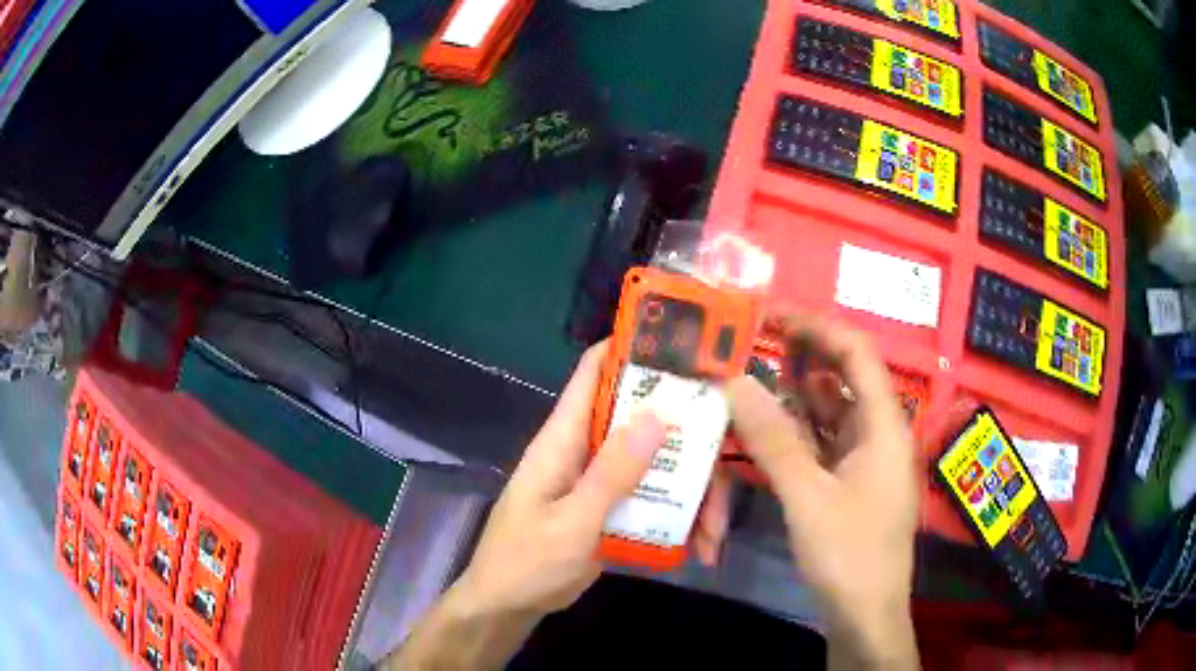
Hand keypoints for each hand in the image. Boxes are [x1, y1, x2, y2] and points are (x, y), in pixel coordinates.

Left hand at [457, 341, 733, 616]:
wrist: (508, 607)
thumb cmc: (525, 562)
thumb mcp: (570, 522)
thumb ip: (611, 472)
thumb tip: (657, 413)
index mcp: (564, 438)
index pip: (594, 370)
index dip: (634, 346)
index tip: (689, 344)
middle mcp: (586, 450)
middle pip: (643, 420)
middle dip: (688, 436)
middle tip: (731, 455)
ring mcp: (602, 481)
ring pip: (658, 464)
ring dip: (692, 490)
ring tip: (714, 532)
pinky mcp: (613, 509)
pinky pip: (655, 498)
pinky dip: (680, 517)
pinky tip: (700, 545)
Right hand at [727, 313, 918, 667]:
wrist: (865, 615)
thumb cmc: (848, 554)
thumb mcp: (807, 497)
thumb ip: (773, 439)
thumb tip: (735, 381)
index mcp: (884, 425)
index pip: (857, 353)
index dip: (817, 328)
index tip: (771, 316)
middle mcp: (879, 433)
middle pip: (845, 377)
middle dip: (803, 356)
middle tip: (753, 344)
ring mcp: (865, 459)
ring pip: (832, 410)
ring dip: (797, 392)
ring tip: (753, 376)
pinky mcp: (850, 482)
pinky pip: (824, 441)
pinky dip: (798, 429)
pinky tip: (768, 426)